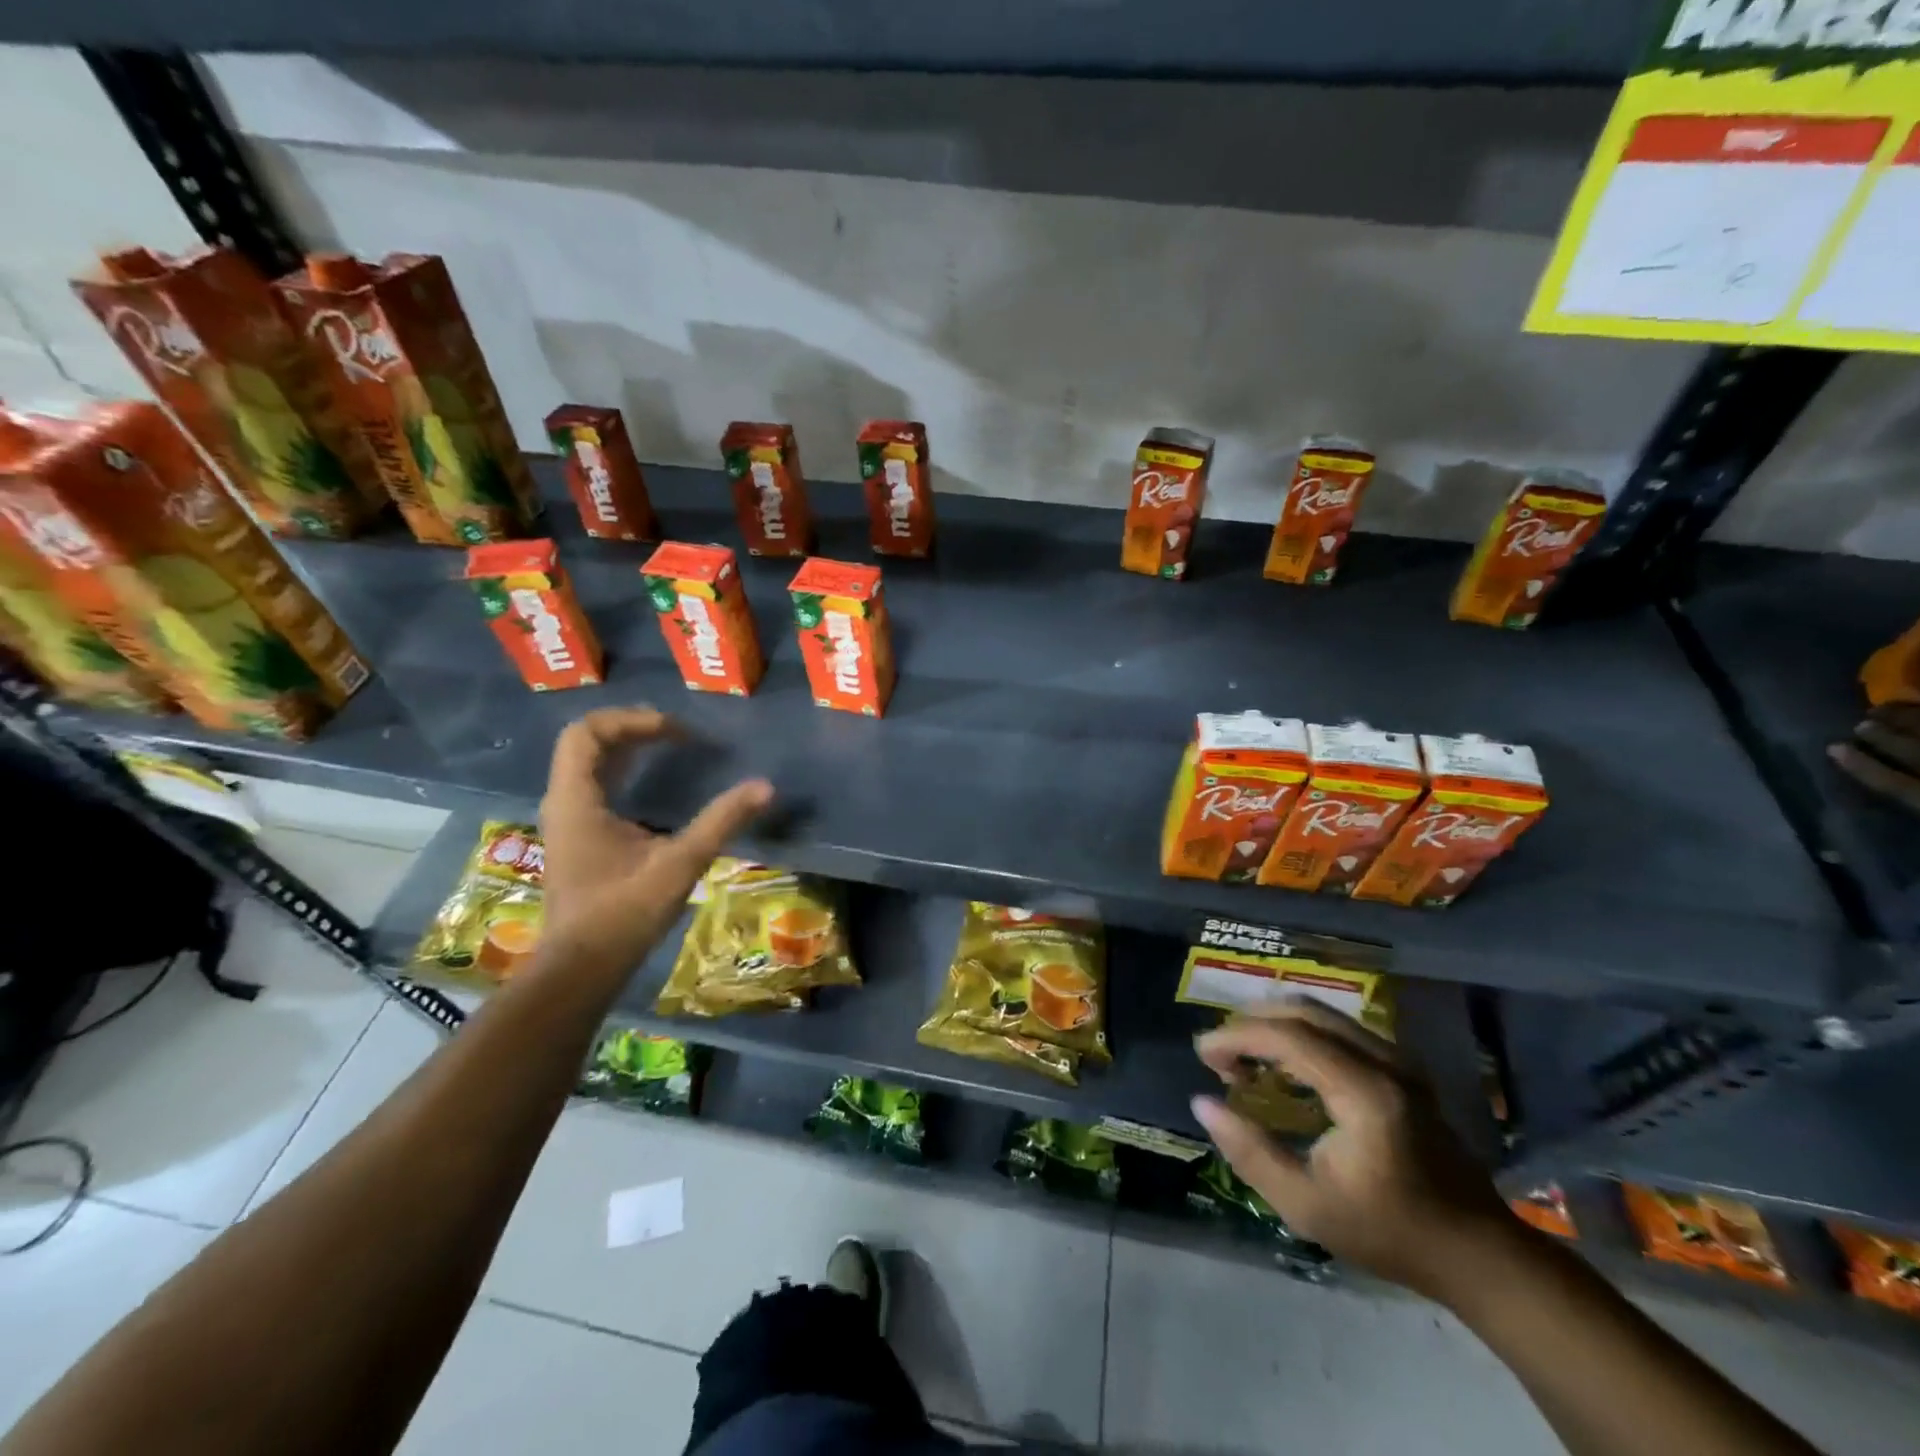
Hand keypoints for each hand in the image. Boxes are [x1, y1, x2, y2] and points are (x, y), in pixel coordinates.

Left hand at [537, 707, 772, 980]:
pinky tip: (655, 783)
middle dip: (633, 728)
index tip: (676, 732)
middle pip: (587, 742)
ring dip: (628, 748)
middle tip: (679, 734)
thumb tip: (765, 787)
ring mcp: (568, 820)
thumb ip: (722, 821)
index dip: (632, 720)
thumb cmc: (624, 914)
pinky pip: (596, 785)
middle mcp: (565, 802)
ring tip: (672, 747)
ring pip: (590, 763)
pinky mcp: (578, 837)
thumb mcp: (680, 864)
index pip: (587, 732)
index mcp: (577, 800)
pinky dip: (625, 771)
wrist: (581, 968)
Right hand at [1191, 1001, 1517, 1301]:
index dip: (1237, 1036)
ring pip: (1321, 1014)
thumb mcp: (1307, 1206)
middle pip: (1303, 1011)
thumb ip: (1250, 1152)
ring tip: (1245, 1060)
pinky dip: (1300, 1034)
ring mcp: (1398, 1060)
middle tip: (1220, 1055)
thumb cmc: (1390, 1234)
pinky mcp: (1402, 1067)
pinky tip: (1284, 1067)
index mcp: (1365, 1092)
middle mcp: (1384, 1061)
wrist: (1478, 1254)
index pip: (1288, 1036)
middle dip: (1252, 1023)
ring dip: (1275, 1026)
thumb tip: (1202, 1103)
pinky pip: (1339, 1029)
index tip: (1203, 1053)